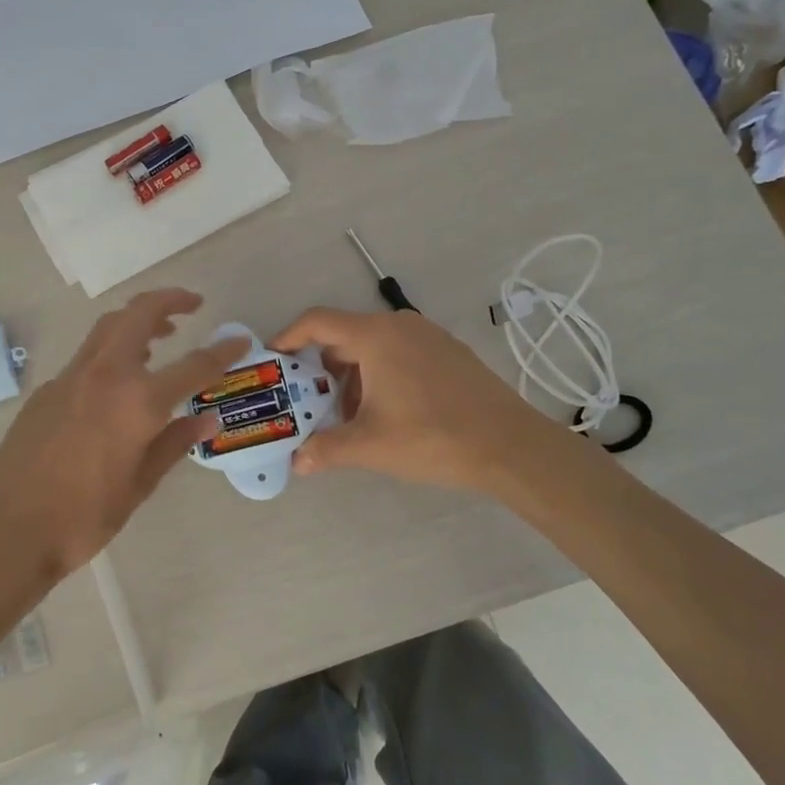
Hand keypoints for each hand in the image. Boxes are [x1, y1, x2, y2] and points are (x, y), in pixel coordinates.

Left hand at [0, 290, 246, 582]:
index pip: (192, 365)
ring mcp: (70, 377)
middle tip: (193, 304)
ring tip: (161, 334)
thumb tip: (206, 418)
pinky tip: (118, 381)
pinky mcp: (46, 390)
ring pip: (108, 327)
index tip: (240, 341)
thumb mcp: (139, 485)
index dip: (221, 352)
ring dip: (137, 319)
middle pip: (139, 315)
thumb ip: (174, 443)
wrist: (7, 530)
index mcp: (137, 401)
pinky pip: (87, 356)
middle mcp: (105, 375)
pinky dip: (112, 349)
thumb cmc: (83, 517)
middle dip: (169, 300)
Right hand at [268, 307, 569, 494]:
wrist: (511, 446)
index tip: (272, 361)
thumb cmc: (432, 437)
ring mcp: (428, 336)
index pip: (317, 321)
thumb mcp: (370, 446)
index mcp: (375, 336)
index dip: (288, 337)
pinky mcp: (448, 353)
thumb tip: (297, 462)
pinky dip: (379, 376)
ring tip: (348, 417)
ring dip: (351, 377)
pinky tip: (385, 414)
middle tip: (307, 401)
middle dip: (320, 368)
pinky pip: (398, 354)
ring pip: (372, 347)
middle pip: (343, 336)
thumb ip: (325, 449)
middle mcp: (399, 325)